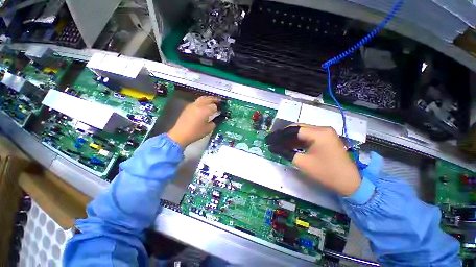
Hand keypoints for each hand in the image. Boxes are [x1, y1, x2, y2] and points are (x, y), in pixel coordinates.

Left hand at [168, 96, 219, 147]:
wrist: (180, 135)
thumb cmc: (195, 133)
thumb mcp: (208, 129)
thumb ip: (214, 122)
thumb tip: (216, 118)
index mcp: (204, 110)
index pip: (214, 106)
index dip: (218, 109)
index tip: (221, 111)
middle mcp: (198, 105)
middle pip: (208, 99)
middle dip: (214, 100)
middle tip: (220, 101)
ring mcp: (192, 105)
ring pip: (202, 98)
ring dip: (208, 99)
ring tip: (212, 102)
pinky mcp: (188, 107)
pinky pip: (197, 101)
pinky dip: (203, 102)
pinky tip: (204, 106)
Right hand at [265, 125, 360, 195]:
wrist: (350, 183)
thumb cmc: (326, 173)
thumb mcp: (302, 162)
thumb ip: (285, 152)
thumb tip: (272, 147)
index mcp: (319, 133)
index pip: (293, 130)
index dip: (279, 135)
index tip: (269, 139)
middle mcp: (322, 129)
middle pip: (297, 129)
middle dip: (283, 136)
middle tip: (272, 141)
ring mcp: (325, 133)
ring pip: (302, 133)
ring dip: (290, 139)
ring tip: (278, 144)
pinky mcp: (325, 139)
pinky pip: (308, 137)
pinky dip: (298, 142)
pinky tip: (289, 145)